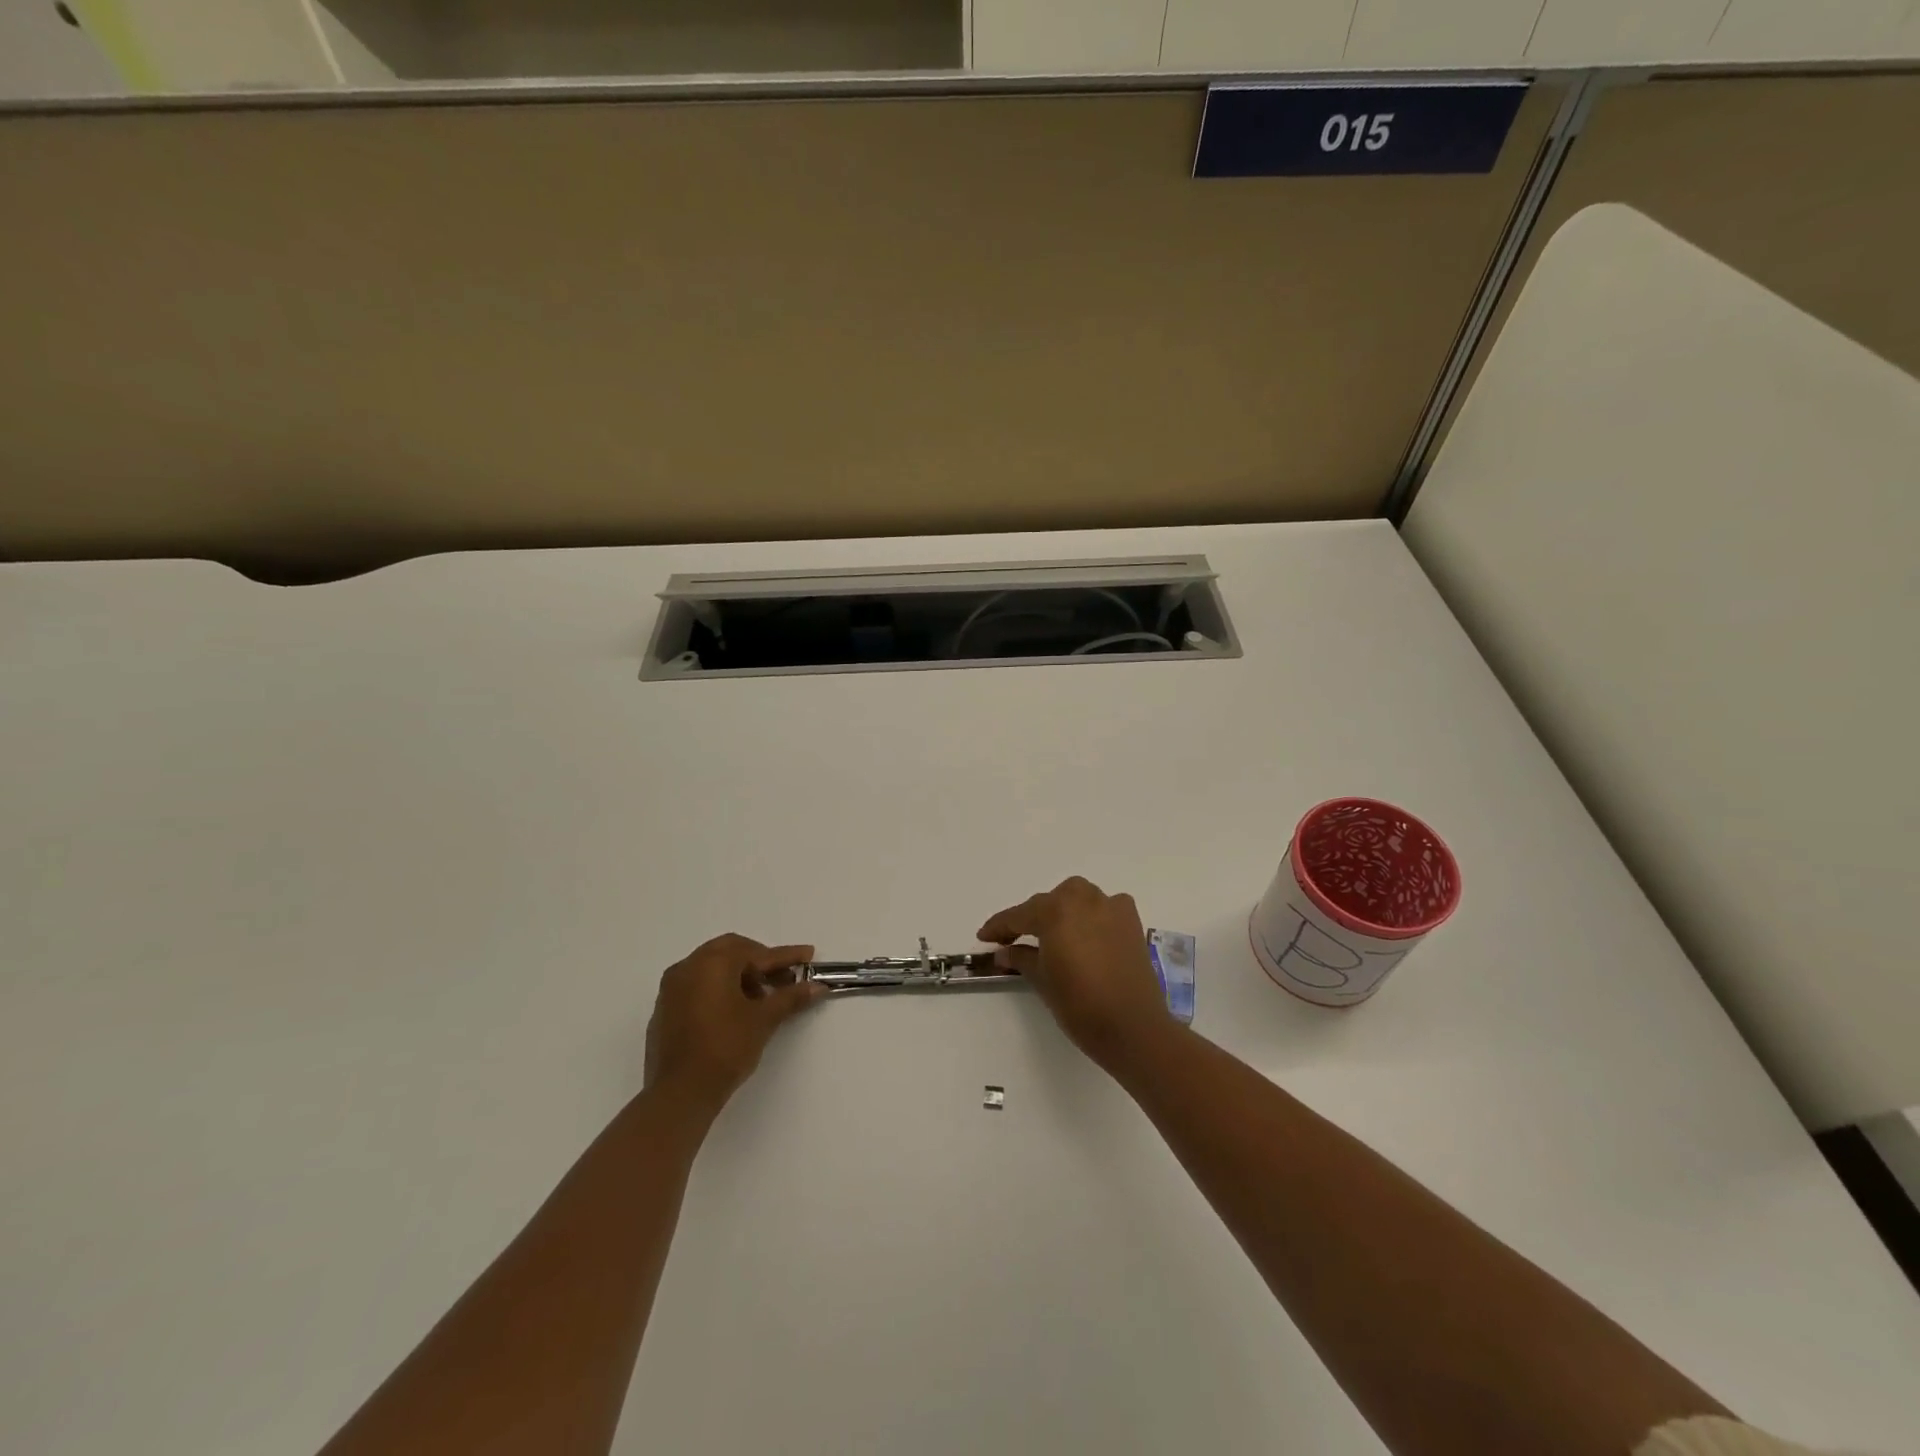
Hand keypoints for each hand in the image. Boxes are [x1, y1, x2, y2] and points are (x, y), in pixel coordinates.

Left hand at [644, 935, 824, 1113]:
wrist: (680, 1093)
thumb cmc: (725, 1048)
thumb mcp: (763, 1020)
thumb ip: (790, 997)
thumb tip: (817, 986)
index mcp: (712, 962)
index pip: (757, 953)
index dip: (786, 956)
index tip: (809, 956)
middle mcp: (688, 966)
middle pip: (731, 951)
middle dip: (760, 962)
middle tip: (783, 979)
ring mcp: (672, 988)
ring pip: (712, 967)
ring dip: (739, 975)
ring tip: (761, 999)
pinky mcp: (664, 1009)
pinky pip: (697, 986)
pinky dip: (719, 989)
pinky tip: (734, 1012)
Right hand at [978, 877, 1172, 1068]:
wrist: (1134, 1027)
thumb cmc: (1080, 1005)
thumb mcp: (1042, 981)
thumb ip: (1021, 957)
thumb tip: (1004, 951)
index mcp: (1055, 911)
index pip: (1019, 915)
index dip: (998, 926)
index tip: (984, 936)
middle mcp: (1083, 899)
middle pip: (1049, 902)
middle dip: (1031, 918)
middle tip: (1015, 939)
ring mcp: (1111, 907)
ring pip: (1077, 898)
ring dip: (1062, 911)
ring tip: (1052, 935)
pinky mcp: (1131, 921)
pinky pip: (1104, 907)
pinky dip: (1091, 914)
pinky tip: (1087, 933)